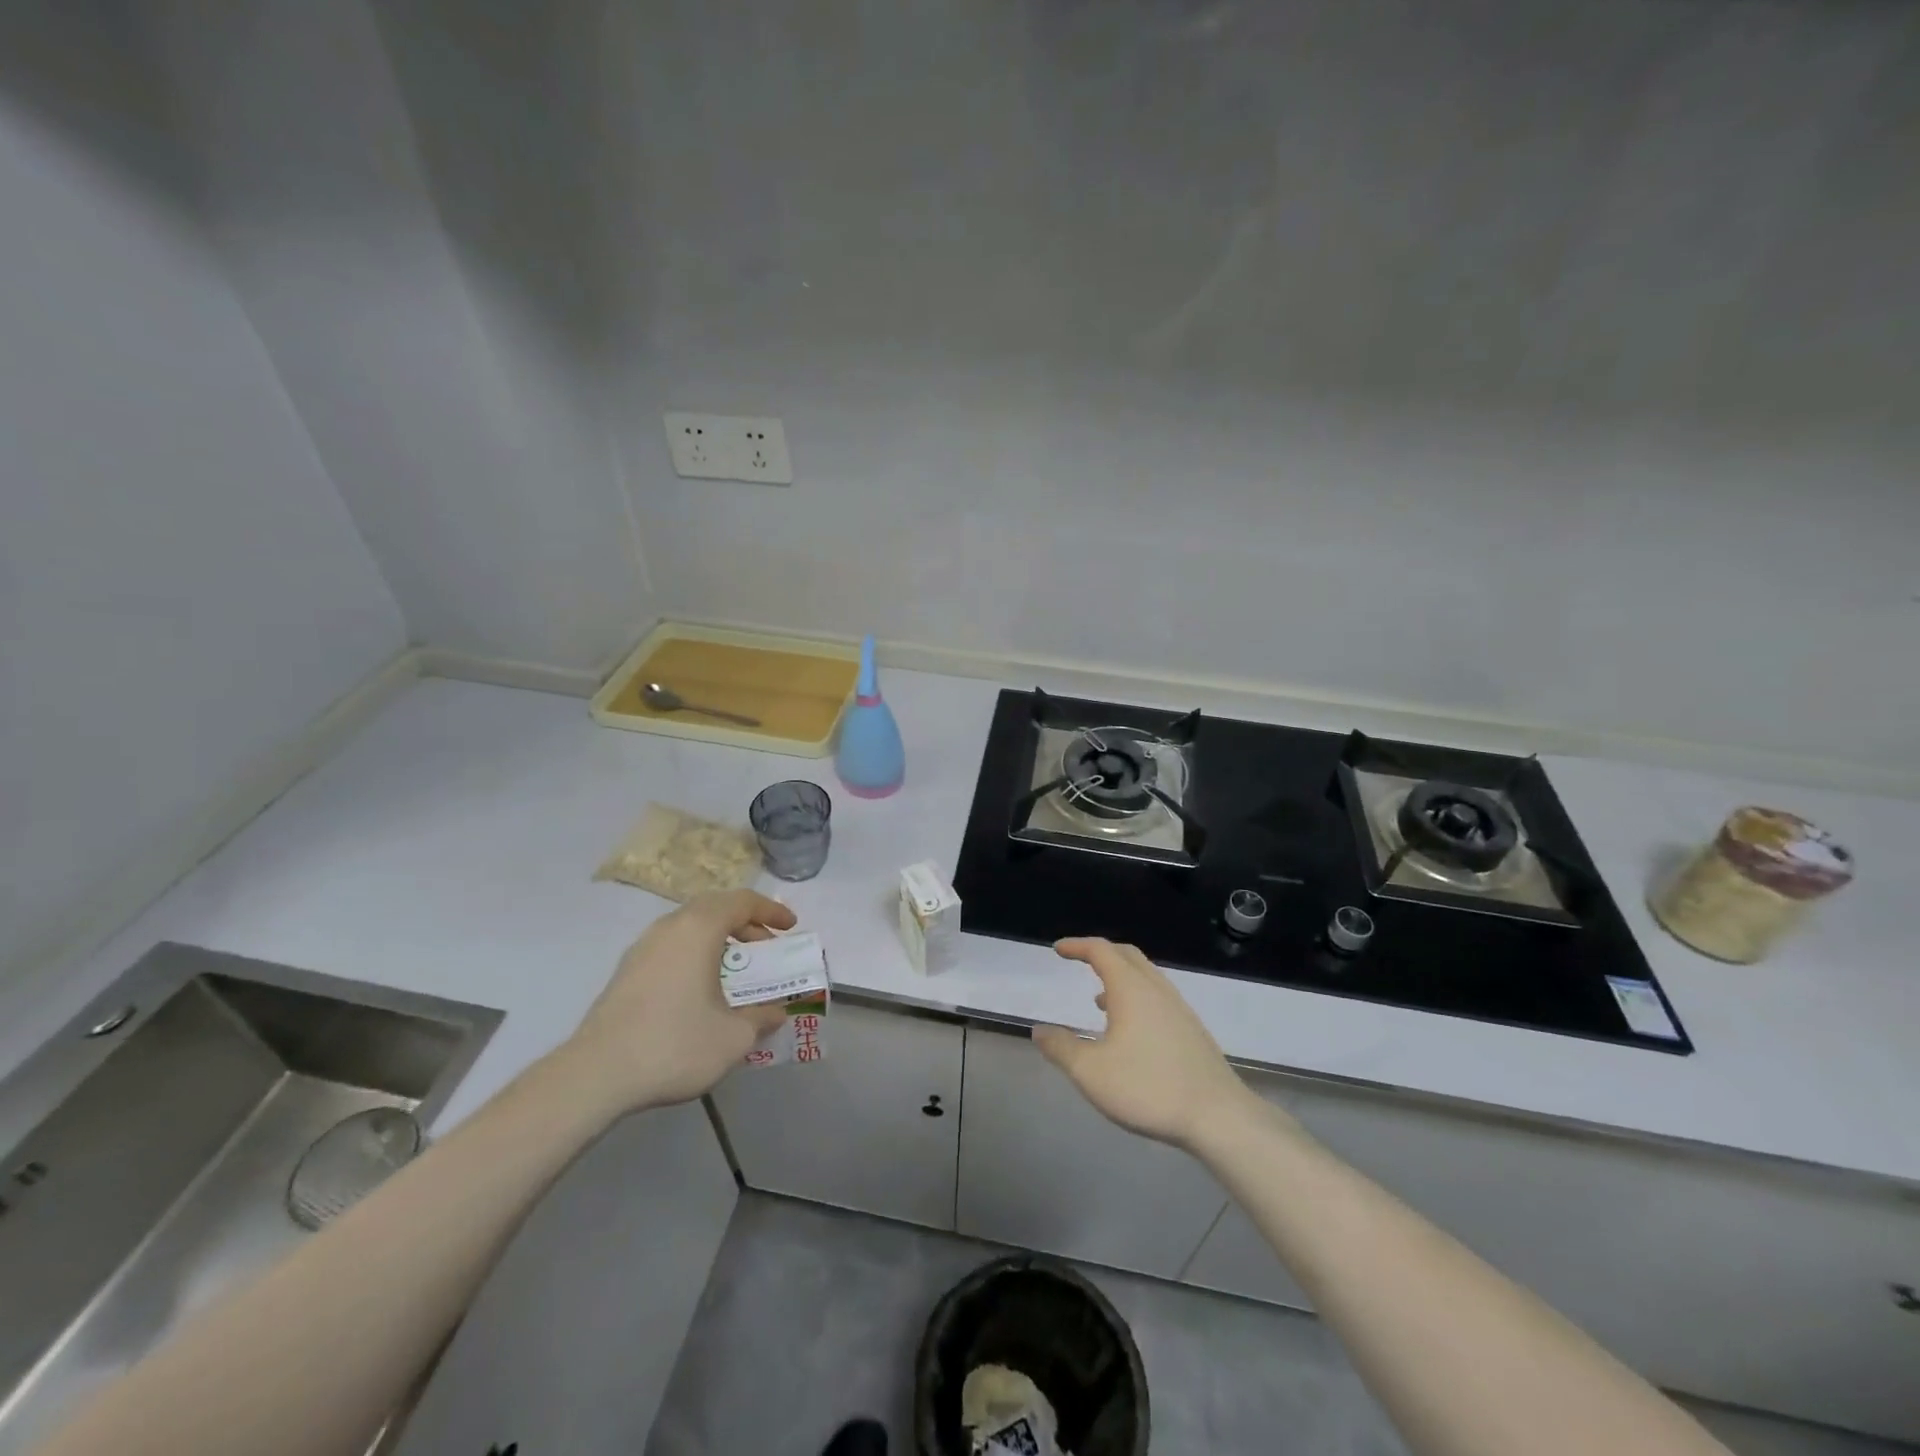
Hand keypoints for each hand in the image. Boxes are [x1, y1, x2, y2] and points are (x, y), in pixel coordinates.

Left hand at [565, 889, 797, 1111]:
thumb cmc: (674, 1044)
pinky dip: (695, 952)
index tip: (790, 927)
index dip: (771, 910)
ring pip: (689, 926)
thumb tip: (776, 1012)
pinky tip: (700, 987)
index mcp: (699, 928)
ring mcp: (642, 947)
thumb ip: (761, 1018)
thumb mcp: (734, 1037)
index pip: (742, 902)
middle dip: (745, 922)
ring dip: (718, 937)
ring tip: (734, 967)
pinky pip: (671, 945)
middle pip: (714, 907)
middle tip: (765, 945)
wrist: (596, 1075)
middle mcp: (669, 927)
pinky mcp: (626, 971)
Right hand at [1033, 937, 1256, 1149]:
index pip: (1100, 951)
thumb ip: (1061, 1048)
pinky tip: (1130, 1030)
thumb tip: (1039, 1030)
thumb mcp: (1091, 1072)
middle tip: (1079, 961)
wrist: (1218, 1116)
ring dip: (1119, 977)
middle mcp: (1156, 989)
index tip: (1058, 950)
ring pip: (1145, 977)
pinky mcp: (1191, 1030)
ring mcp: (1178, 1008)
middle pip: (1126, 955)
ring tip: (1098, 999)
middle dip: (1100, 953)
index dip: (1077, 946)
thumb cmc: (1148, 1087)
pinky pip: (1157, 997)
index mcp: (1131, 988)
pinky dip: (1136, 997)